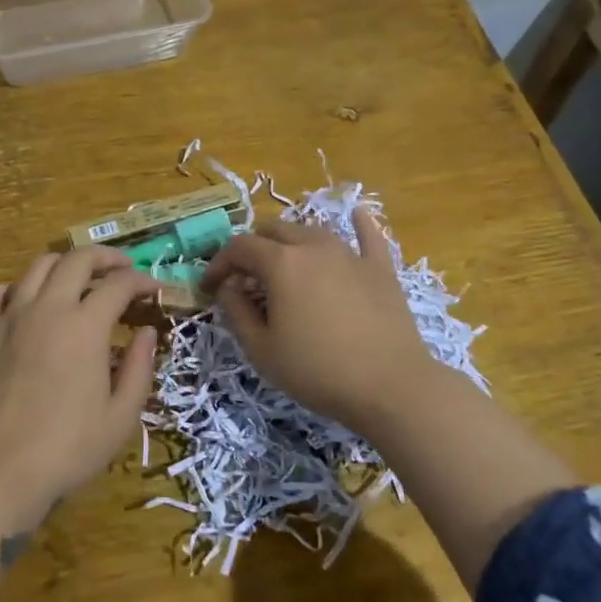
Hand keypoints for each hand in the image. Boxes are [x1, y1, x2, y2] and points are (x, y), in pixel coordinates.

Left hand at [0, 247, 160, 533]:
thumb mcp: (120, 418)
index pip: (118, 284)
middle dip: (105, 257)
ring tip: (76, 279)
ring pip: (36, 267)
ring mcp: (8, 318)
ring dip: (63, 265)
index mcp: (85, 327)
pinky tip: (23, 301)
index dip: (141, 280)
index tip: (153, 288)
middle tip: (120, 268)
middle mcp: (47, 309)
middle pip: (77, 259)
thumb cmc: (66, 451)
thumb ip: (139, 368)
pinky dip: (15, 289)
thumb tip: (147, 333)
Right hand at [200, 208, 436, 436]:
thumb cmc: (318, 371)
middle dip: (252, 248)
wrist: (391, 386)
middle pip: (274, 230)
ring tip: (285, 264)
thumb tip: (228, 287)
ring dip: (290, 242)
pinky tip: (358, 215)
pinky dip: (359, 224)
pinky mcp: (381, 268)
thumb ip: (237, 312)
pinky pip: (369, 236)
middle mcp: (313, 246)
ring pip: (312, 231)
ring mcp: (350, 253)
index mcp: (281, 263)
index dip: (219, 263)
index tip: (209, 286)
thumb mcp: (262, 350)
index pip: (239, 247)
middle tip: (245, 278)